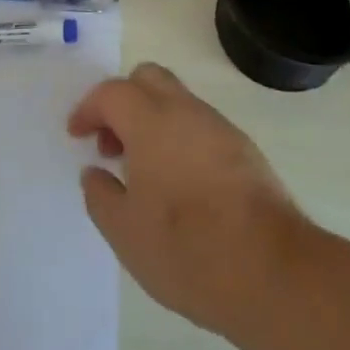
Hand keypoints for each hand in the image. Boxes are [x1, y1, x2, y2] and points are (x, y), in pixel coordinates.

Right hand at [68, 62, 308, 339]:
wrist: (271, 270)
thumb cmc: (186, 250)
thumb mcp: (125, 232)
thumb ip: (101, 196)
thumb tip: (95, 172)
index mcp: (151, 122)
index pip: (112, 92)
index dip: (89, 109)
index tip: (77, 135)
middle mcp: (186, 111)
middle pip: (148, 79)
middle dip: (122, 101)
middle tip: (111, 144)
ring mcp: (219, 127)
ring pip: (177, 101)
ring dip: (152, 120)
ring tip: (143, 172)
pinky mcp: (244, 149)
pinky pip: (200, 126)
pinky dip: (179, 138)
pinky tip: (178, 184)